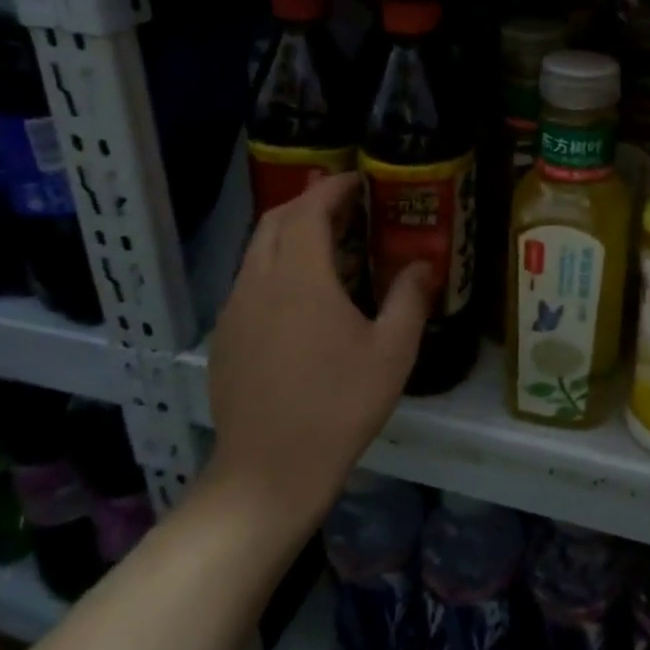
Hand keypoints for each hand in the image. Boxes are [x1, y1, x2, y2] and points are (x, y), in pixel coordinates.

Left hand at [204, 173, 432, 533]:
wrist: (270, 471)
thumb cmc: (339, 405)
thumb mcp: (392, 351)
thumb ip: (409, 298)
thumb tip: (423, 264)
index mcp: (300, 277)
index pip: (310, 210)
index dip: (333, 188)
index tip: (357, 179)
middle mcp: (259, 281)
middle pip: (276, 220)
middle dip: (308, 203)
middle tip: (345, 205)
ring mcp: (236, 309)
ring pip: (258, 250)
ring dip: (290, 233)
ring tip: (329, 245)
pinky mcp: (226, 336)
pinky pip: (249, 280)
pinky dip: (275, 264)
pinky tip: (302, 295)